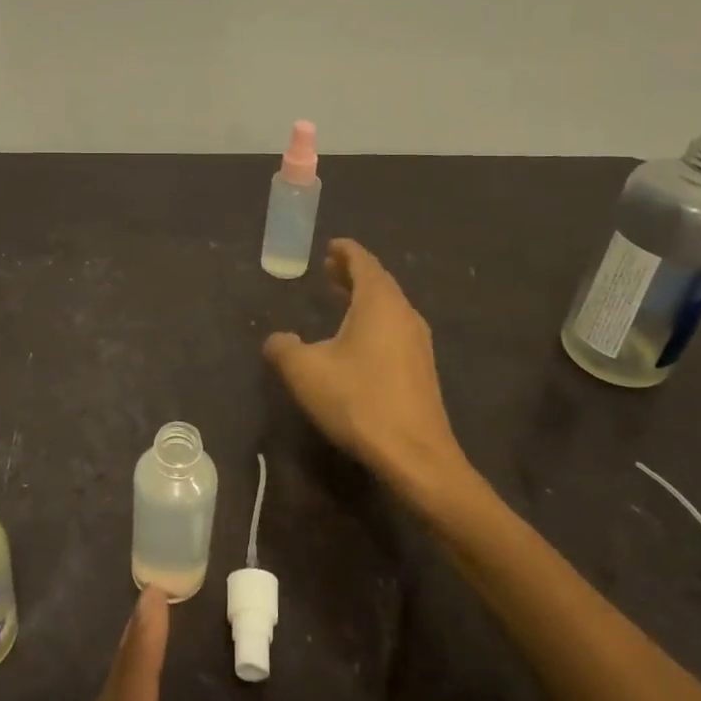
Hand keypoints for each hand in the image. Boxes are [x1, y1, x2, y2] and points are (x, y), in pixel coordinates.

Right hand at [263, 239, 467, 501]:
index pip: (364, 262)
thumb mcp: (305, 372)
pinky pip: (396, 328)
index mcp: (379, 303)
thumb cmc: (358, 401)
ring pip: (389, 307)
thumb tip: (278, 340)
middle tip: (329, 270)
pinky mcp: (422, 368)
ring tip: (340, 301)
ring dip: (364, 299)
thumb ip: (283, 348)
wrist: (415, 454)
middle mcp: (404, 314)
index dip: (346, 251)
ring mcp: (418, 342)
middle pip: (379, 282)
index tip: (331, 246)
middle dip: (353, 273)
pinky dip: (375, 321)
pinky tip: (358, 341)